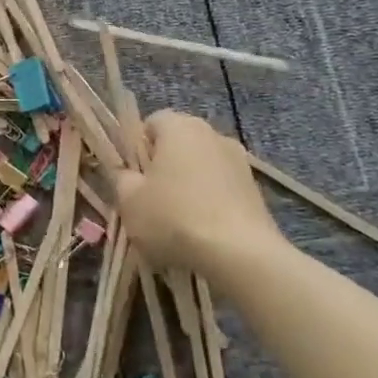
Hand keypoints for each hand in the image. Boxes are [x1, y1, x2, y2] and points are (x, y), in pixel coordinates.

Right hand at [114, 111, 286, 288]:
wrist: (241, 254)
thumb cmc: (174, 217)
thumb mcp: (129, 200)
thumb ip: (121, 178)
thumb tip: (127, 174)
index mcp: (179, 126)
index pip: (151, 123)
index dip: (137, 148)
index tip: (132, 177)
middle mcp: (212, 134)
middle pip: (178, 144)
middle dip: (163, 167)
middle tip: (149, 199)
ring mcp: (239, 161)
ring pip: (201, 167)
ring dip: (188, 185)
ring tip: (178, 221)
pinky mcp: (256, 189)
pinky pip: (222, 189)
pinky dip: (210, 203)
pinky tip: (203, 232)